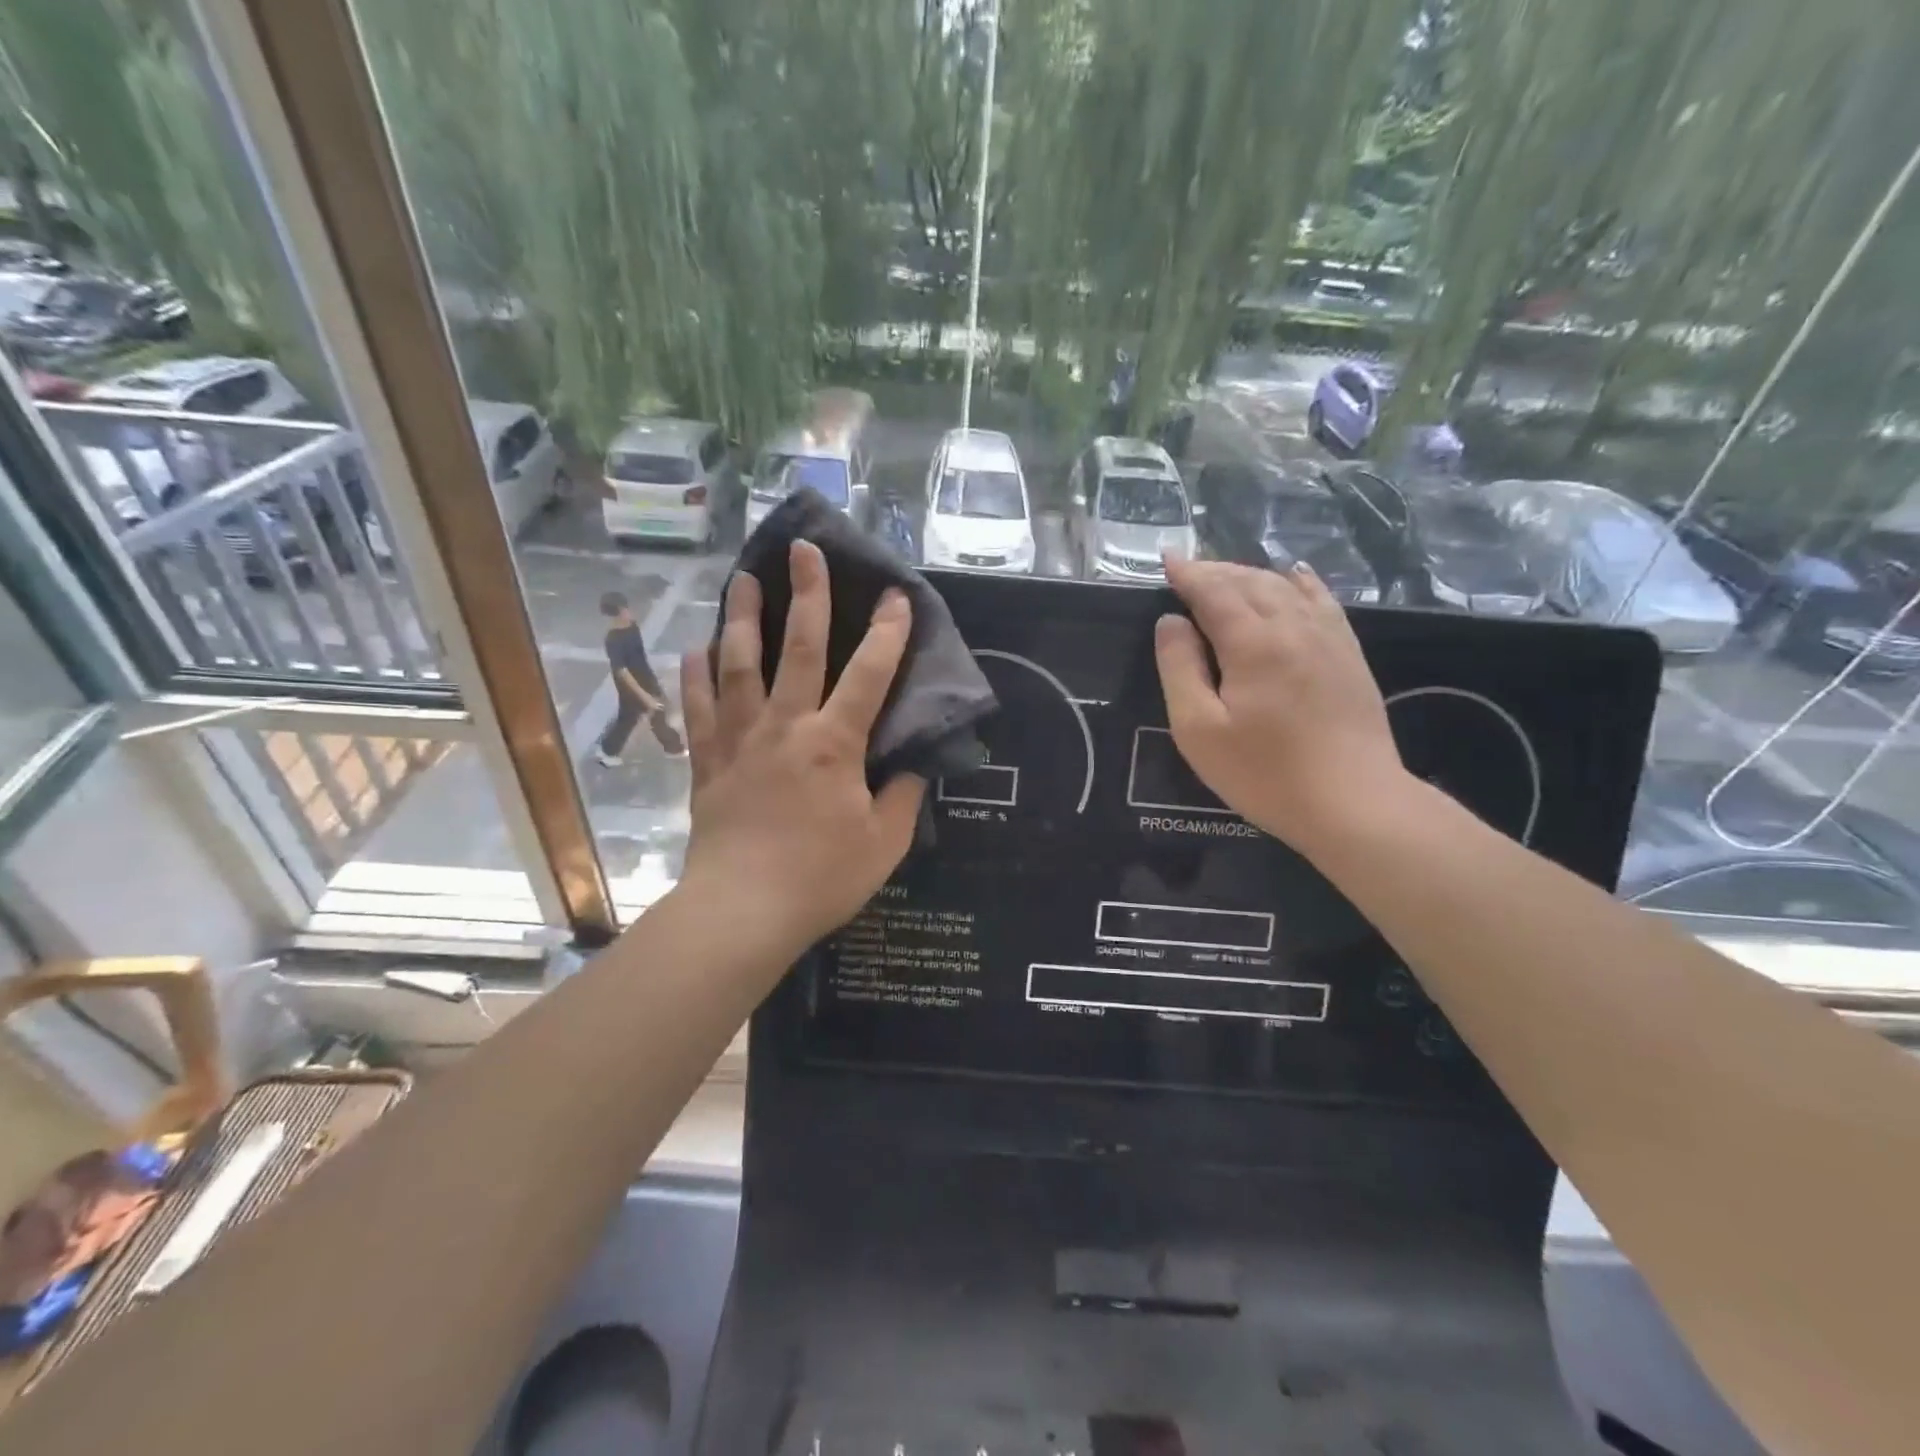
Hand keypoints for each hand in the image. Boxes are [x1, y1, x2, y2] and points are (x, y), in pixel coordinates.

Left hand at [678, 539, 923, 948]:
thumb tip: (913, 763)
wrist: (742, 912)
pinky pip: (699, 709)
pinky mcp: (708, 763)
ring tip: (742, 579)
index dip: (887, 633)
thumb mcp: (884, 843)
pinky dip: (695, 675)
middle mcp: (785, 727)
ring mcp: (740, 740)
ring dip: (742, 618)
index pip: (868, 675)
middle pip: (797, 648)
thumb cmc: (821, 878)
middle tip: (803, 549)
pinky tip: (696, 648)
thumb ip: (904, 796)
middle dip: (805, 595)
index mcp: (833, 744)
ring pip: (738, 666)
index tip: (896, 596)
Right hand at [1154, 556, 1411, 856]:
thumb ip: (1179, 668)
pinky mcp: (1349, 655)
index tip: (1166, 560)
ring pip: (1286, 586)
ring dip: (1251, 574)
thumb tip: (1171, 622)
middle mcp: (1293, 626)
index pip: (1214, 591)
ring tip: (1226, 575)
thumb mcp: (1198, 729)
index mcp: (1253, 642)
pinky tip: (1294, 576)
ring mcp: (1328, 637)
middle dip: (1216, 570)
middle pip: (1250, 581)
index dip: (1188, 573)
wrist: (1354, 803)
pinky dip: (1299, 582)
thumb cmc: (1264, 772)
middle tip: (1188, 570)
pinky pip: (1322, 600)